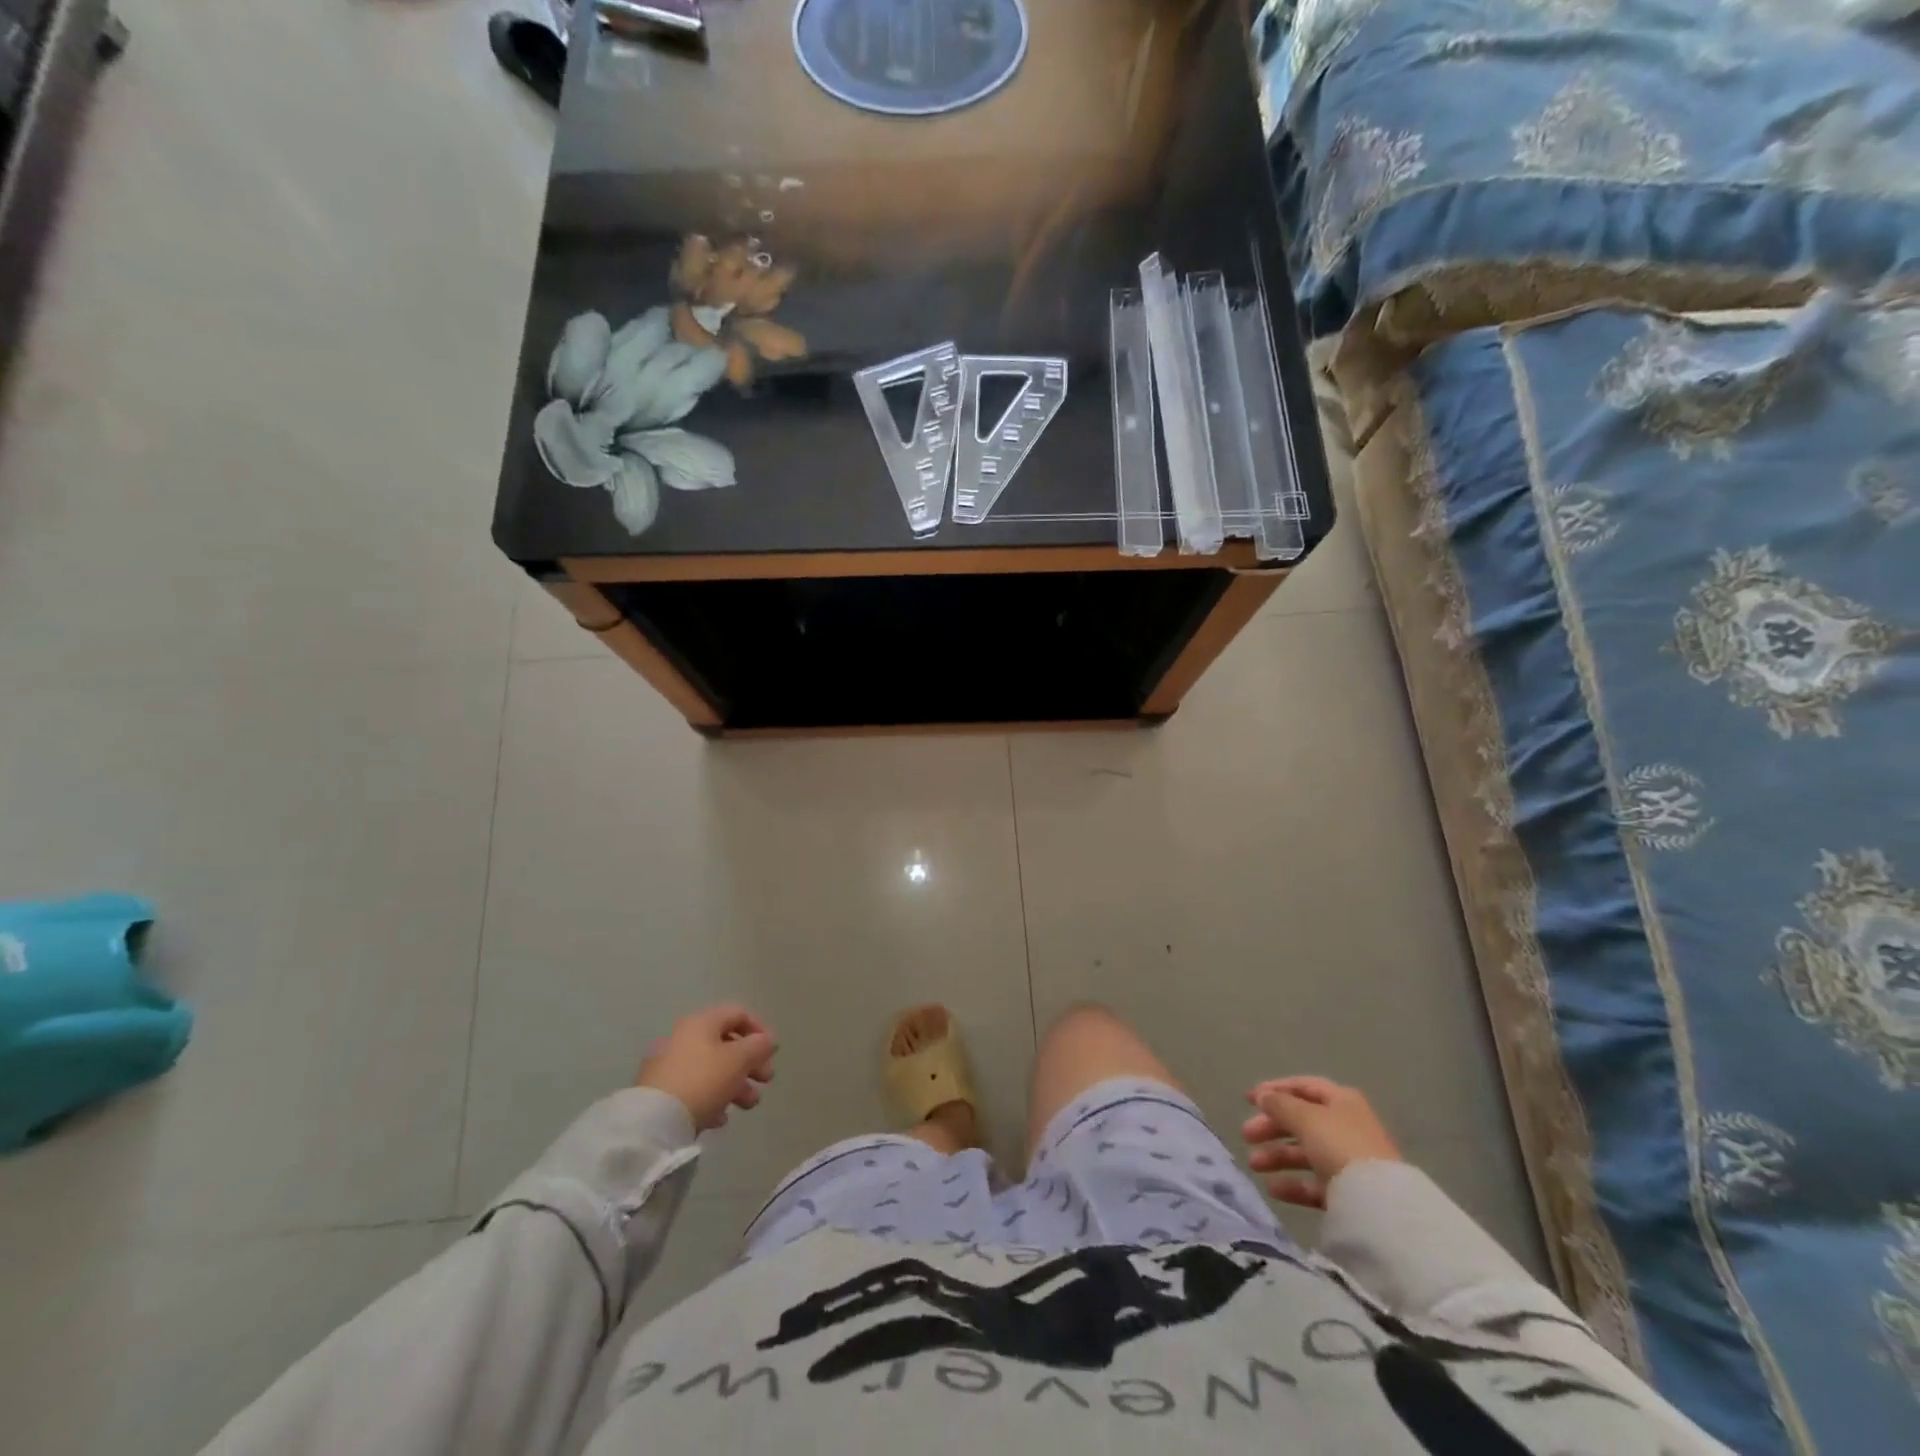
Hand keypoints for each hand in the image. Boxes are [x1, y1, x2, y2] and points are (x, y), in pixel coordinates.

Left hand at [637, 1005, 776, 1132]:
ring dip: (736, 1084)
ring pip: (711, 1069)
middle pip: (726, 1044)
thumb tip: (767, 1040)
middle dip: (750, 1063)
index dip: (759, 1030)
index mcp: (702, 1022)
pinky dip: (712, 1099)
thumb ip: (758, 1046)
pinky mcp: (660, 1092)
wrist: (654, 1121)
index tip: (772, 1053)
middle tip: (766, 1081)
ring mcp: (668, 1065)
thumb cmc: (703, 1080)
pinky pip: (694, 1089)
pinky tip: (720, 1119)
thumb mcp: (739, 1060)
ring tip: (748, 1106)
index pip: (738, 1013)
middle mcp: (683, 1037)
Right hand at [1240, 1075, 1401, 1208]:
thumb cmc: (1339, 1144)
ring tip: (1254, 1165)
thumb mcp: (1304, 1117)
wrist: (1378, 1202)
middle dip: (1271, 1127)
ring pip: (1305, 1153)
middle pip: (1301, 1121)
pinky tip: (1273, 1189)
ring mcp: (1347, 1160)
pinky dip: (1292, 1184)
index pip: (1303, 1087)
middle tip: (1246, 1135)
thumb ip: (1279, 1104)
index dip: (1275, 1090)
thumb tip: (1262, 1095)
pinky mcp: (1348, 1191)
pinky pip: (1314, 1183)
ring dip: (1277, 1156)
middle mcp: (1345, 1127)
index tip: (1248, 1099)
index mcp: (1341, 1101)